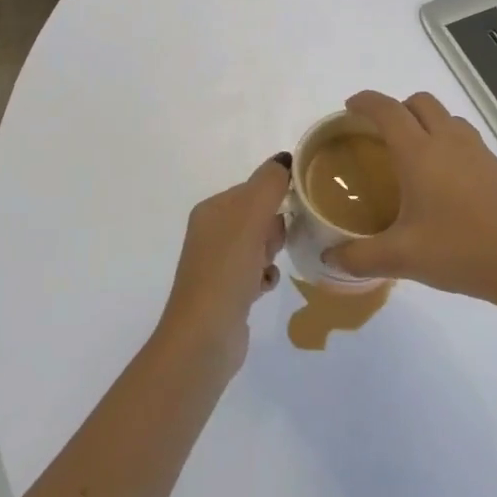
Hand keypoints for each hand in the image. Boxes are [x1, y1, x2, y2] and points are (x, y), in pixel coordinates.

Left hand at [156, 153, 290, 376]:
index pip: (253, 188)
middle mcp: (211, 233)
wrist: (204, 337)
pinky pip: (256, 271)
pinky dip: (266, 276)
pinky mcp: (226, 291)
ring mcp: (217, 264)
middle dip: (274, 229)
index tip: (291, 214)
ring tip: (268, 268)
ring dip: (272, 253)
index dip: (276, 198)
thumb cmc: (226, 271)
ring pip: (259, 245)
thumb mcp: (250, 218)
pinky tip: (265, 287)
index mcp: (212, 210)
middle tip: (273, 246)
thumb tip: (284, 159)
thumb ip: (269, 184)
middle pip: (258, 216)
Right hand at [323, 91, 496, 306]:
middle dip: (398, 108)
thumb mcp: (401, 258)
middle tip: (381, 134)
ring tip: (415, 155)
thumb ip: (360, 257)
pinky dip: (450, 145)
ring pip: (448, 118)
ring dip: (427, 123)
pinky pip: (468, 141)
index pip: (388, 110)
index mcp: (420, 153)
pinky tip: (447, 183)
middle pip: (421, 102)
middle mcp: (449, 142)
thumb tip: (330, 260)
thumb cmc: (459, 251)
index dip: (366, 102)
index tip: (350, 107)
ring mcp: (480, 153)